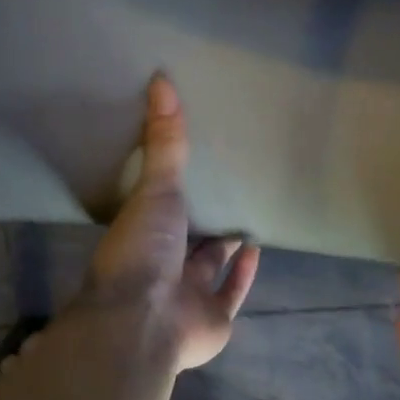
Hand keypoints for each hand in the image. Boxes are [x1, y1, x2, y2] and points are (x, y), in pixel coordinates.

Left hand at [79, 74, 260, 372]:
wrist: (145, 319)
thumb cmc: (142, 253)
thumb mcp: (155, 190)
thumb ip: (164, 143)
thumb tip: (161, 79)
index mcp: (142, 239)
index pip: (159, 213)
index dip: (174, 196)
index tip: (191, 173)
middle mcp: (163, 269)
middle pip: (186, 243)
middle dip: (203, 225)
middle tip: (224, 196)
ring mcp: (188, 297)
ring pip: (210, 270)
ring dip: (226, 251)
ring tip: (245, 223)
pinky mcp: (215, 319)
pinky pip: (232, 293)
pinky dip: (245, 274)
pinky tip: (256, 250)